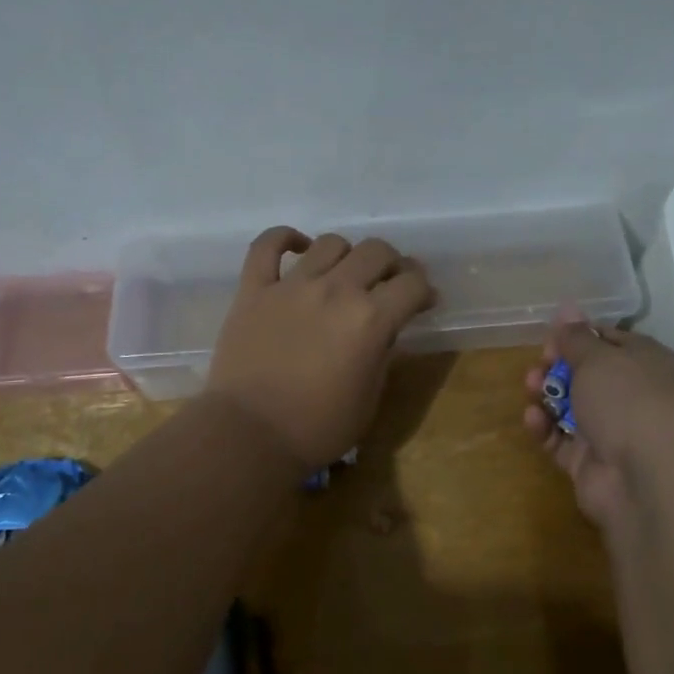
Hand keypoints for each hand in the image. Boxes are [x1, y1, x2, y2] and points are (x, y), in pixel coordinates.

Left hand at [208, 227, 435, 467]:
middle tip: (388, 285)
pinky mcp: (253, 290)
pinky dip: (284, 239)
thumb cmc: (317, 428)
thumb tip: (384, 330)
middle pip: (376, 251)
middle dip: (392, 265)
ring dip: (347, 255)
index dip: (424, 290)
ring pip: (330, 243)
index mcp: (370, 320)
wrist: (249, 435)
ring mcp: (290, 286)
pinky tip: (298, 247)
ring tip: (344, 274)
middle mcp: (335, 291)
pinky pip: (266, 246)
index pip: (412, 285)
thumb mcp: (369, 399)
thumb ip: (382, 355)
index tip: (423, 302)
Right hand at [524, 315, 673, 528]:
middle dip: (557, 367)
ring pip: (572, 407)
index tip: (550, 337)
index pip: (610, 341)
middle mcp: (634, 396)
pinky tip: (532, 419)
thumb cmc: (629, 403)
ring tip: (529, 388)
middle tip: (538, 365)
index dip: (578, 336)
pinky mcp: (592, 463)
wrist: (648, 481)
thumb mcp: (599, 358)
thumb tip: (567, 308)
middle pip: (588, 374)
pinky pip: (562, 440)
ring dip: (547, 395)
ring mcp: (614, 432)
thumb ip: (576, 337)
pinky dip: (546, 428)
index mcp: (647, 363)